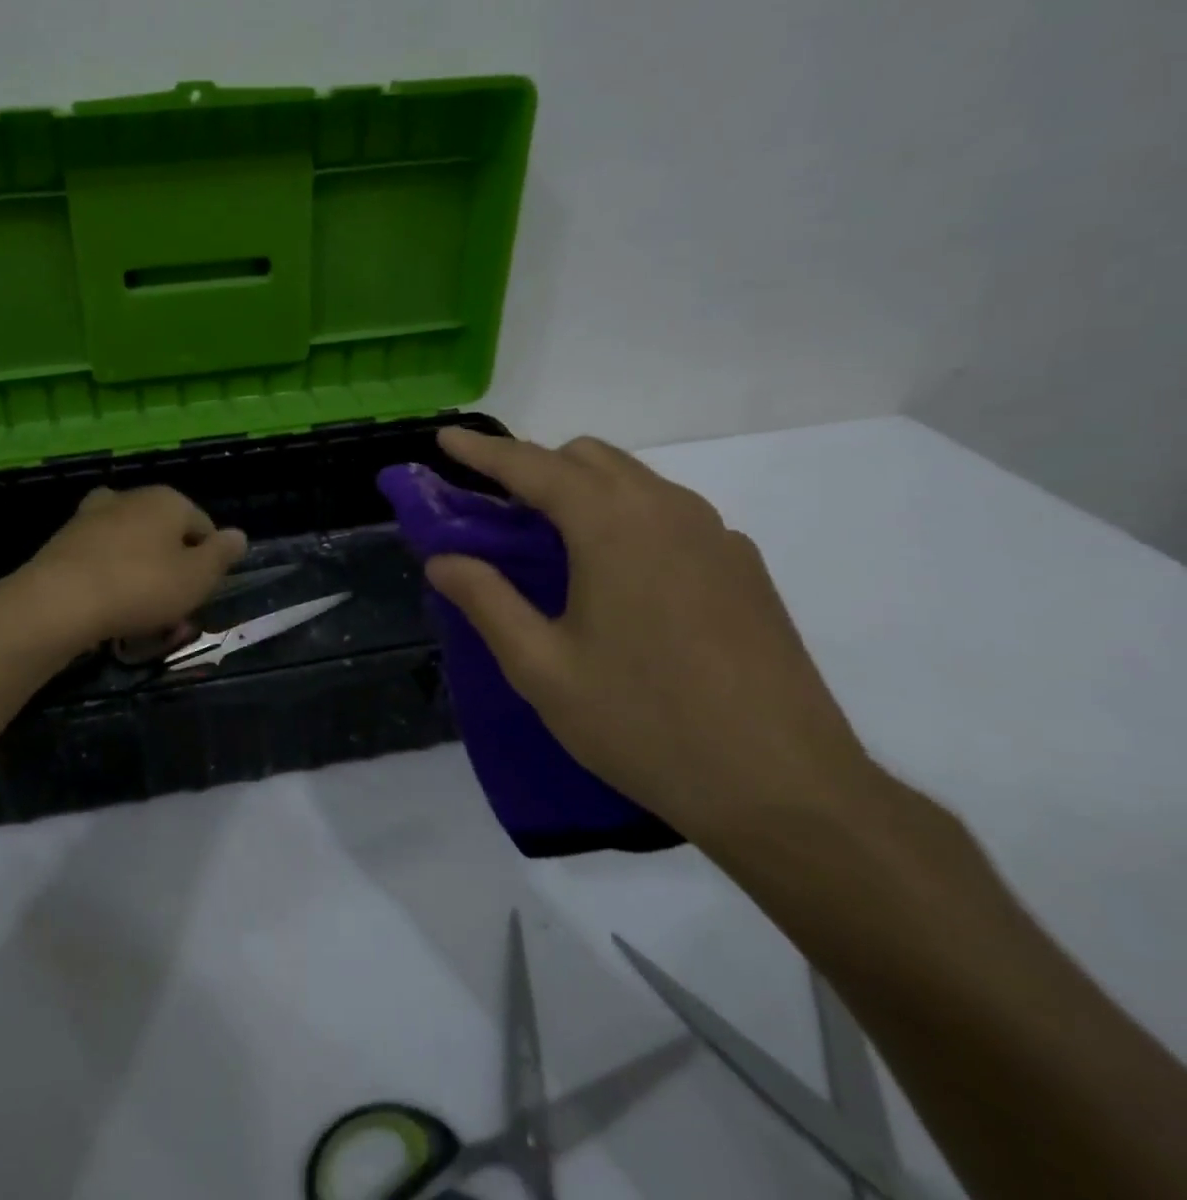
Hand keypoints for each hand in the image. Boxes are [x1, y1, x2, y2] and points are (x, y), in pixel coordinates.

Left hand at [9, 485, 248, 646]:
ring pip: (132, 546)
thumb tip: (238, 535)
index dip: (208, 563)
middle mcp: (131, 497)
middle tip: (172, 609)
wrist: (59, 601)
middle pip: (165, 534)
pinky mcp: (65, 539)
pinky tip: (108, 606)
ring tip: (140, 615)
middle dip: (173, 569)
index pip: (203, 526)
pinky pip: (102, 559)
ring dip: (141, 574)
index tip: (199, 595)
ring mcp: (93, 515)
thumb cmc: (141, 587)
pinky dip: (110, 577)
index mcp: (168, 499)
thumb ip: (221, 555)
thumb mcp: (197, 578)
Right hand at [425, 426, 876, 848]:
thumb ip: (486, 601)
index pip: (533, 466)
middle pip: (587, 458)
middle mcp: (668, 510)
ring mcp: (716, 536)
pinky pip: (669, 513)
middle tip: (494, 510)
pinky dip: (624, 517)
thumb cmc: (644, 724)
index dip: (482, 450)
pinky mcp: (743, 567)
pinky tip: (617, 578)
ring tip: (549, 543)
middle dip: (533, 467)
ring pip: (632, 481)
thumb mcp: (541, 668)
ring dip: (580, 490)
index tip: (445, 437)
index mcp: (613, 525)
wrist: (786, 790)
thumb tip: (442, 558)